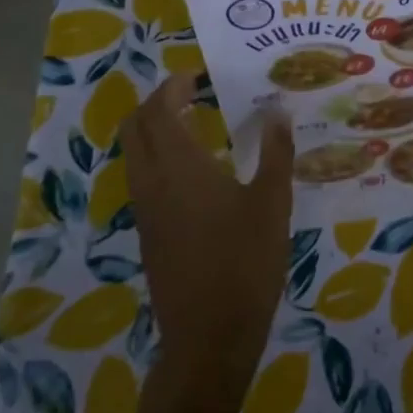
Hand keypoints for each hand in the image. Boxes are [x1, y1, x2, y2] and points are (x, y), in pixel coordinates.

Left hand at [120, 73, 295, 398]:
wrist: (209, 337)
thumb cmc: (245, 261)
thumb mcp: (272, 202)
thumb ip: (275, 151)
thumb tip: (278, 110)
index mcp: (179, 166)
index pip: (159, 109)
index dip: (175, 85)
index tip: (200, 74)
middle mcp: (152, 182)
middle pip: (135, 127)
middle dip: (159, 102)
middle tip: (195, 94)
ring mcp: (146, 210)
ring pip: (135, 154)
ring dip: (156, 130)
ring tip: (199, 125)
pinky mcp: (149, 233)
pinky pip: (144, 179)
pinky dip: (160, 157)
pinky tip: (199, 171)